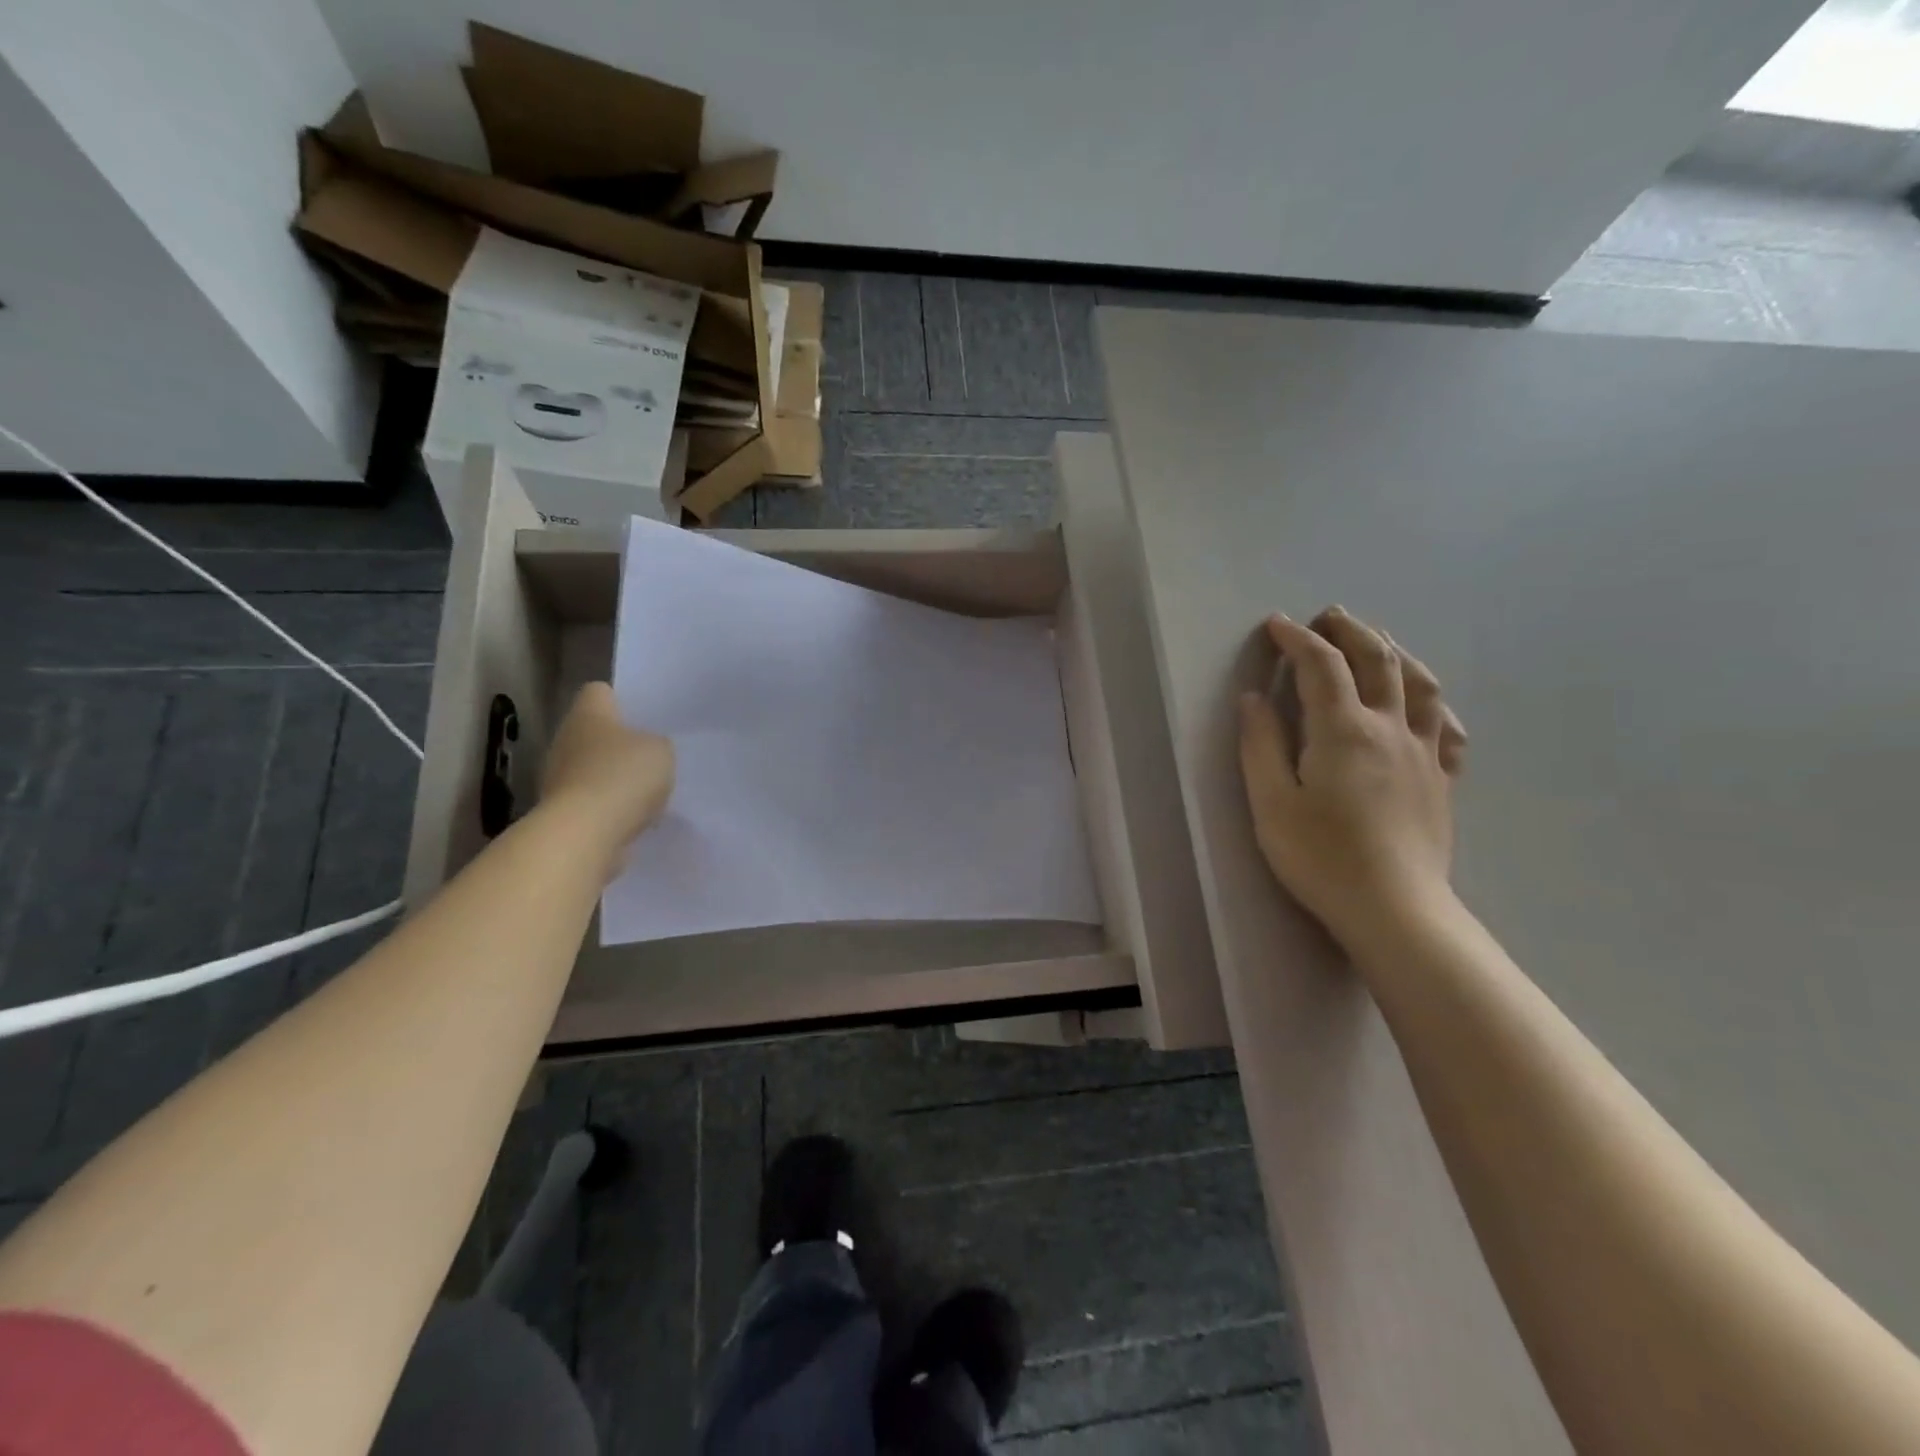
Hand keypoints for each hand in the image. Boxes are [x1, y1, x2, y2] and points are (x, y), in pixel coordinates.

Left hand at [541, 682, 674, 869]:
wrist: (584, 833)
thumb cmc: (623, 777)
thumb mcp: (661, 751)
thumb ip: (657, 744)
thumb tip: (647, 751)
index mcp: (588, 714)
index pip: (599, 692)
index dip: (621, 699)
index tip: (642, 715)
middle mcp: (565, 739)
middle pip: (594, 732)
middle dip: (619, 744)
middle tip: (651, 756)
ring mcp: (558, 777)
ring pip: (591, 768)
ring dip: (613, 778)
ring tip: (646, 792)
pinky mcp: (561, 811)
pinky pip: (591, 801)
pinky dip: (609, 808)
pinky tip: (633, 818)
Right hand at [1238, 607, 1466, 947]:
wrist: (1395, 908)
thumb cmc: (1321, 857)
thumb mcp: (1271, 803)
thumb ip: (1260, 745)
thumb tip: (1252, 699)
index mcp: (1342, 730)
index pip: (1320, 666)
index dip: (1297, 639)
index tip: (1276, 625)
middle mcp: (1389, 728)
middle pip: (1377, 660)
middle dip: (1349, 630)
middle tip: (1327, 616)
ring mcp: (1424, 752)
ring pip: (1419, 684)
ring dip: (1395, 651)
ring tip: (1376, 641)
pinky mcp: (1442, 779)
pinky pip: (1447, 727)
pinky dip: (1433, 703)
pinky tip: (1423, 704)